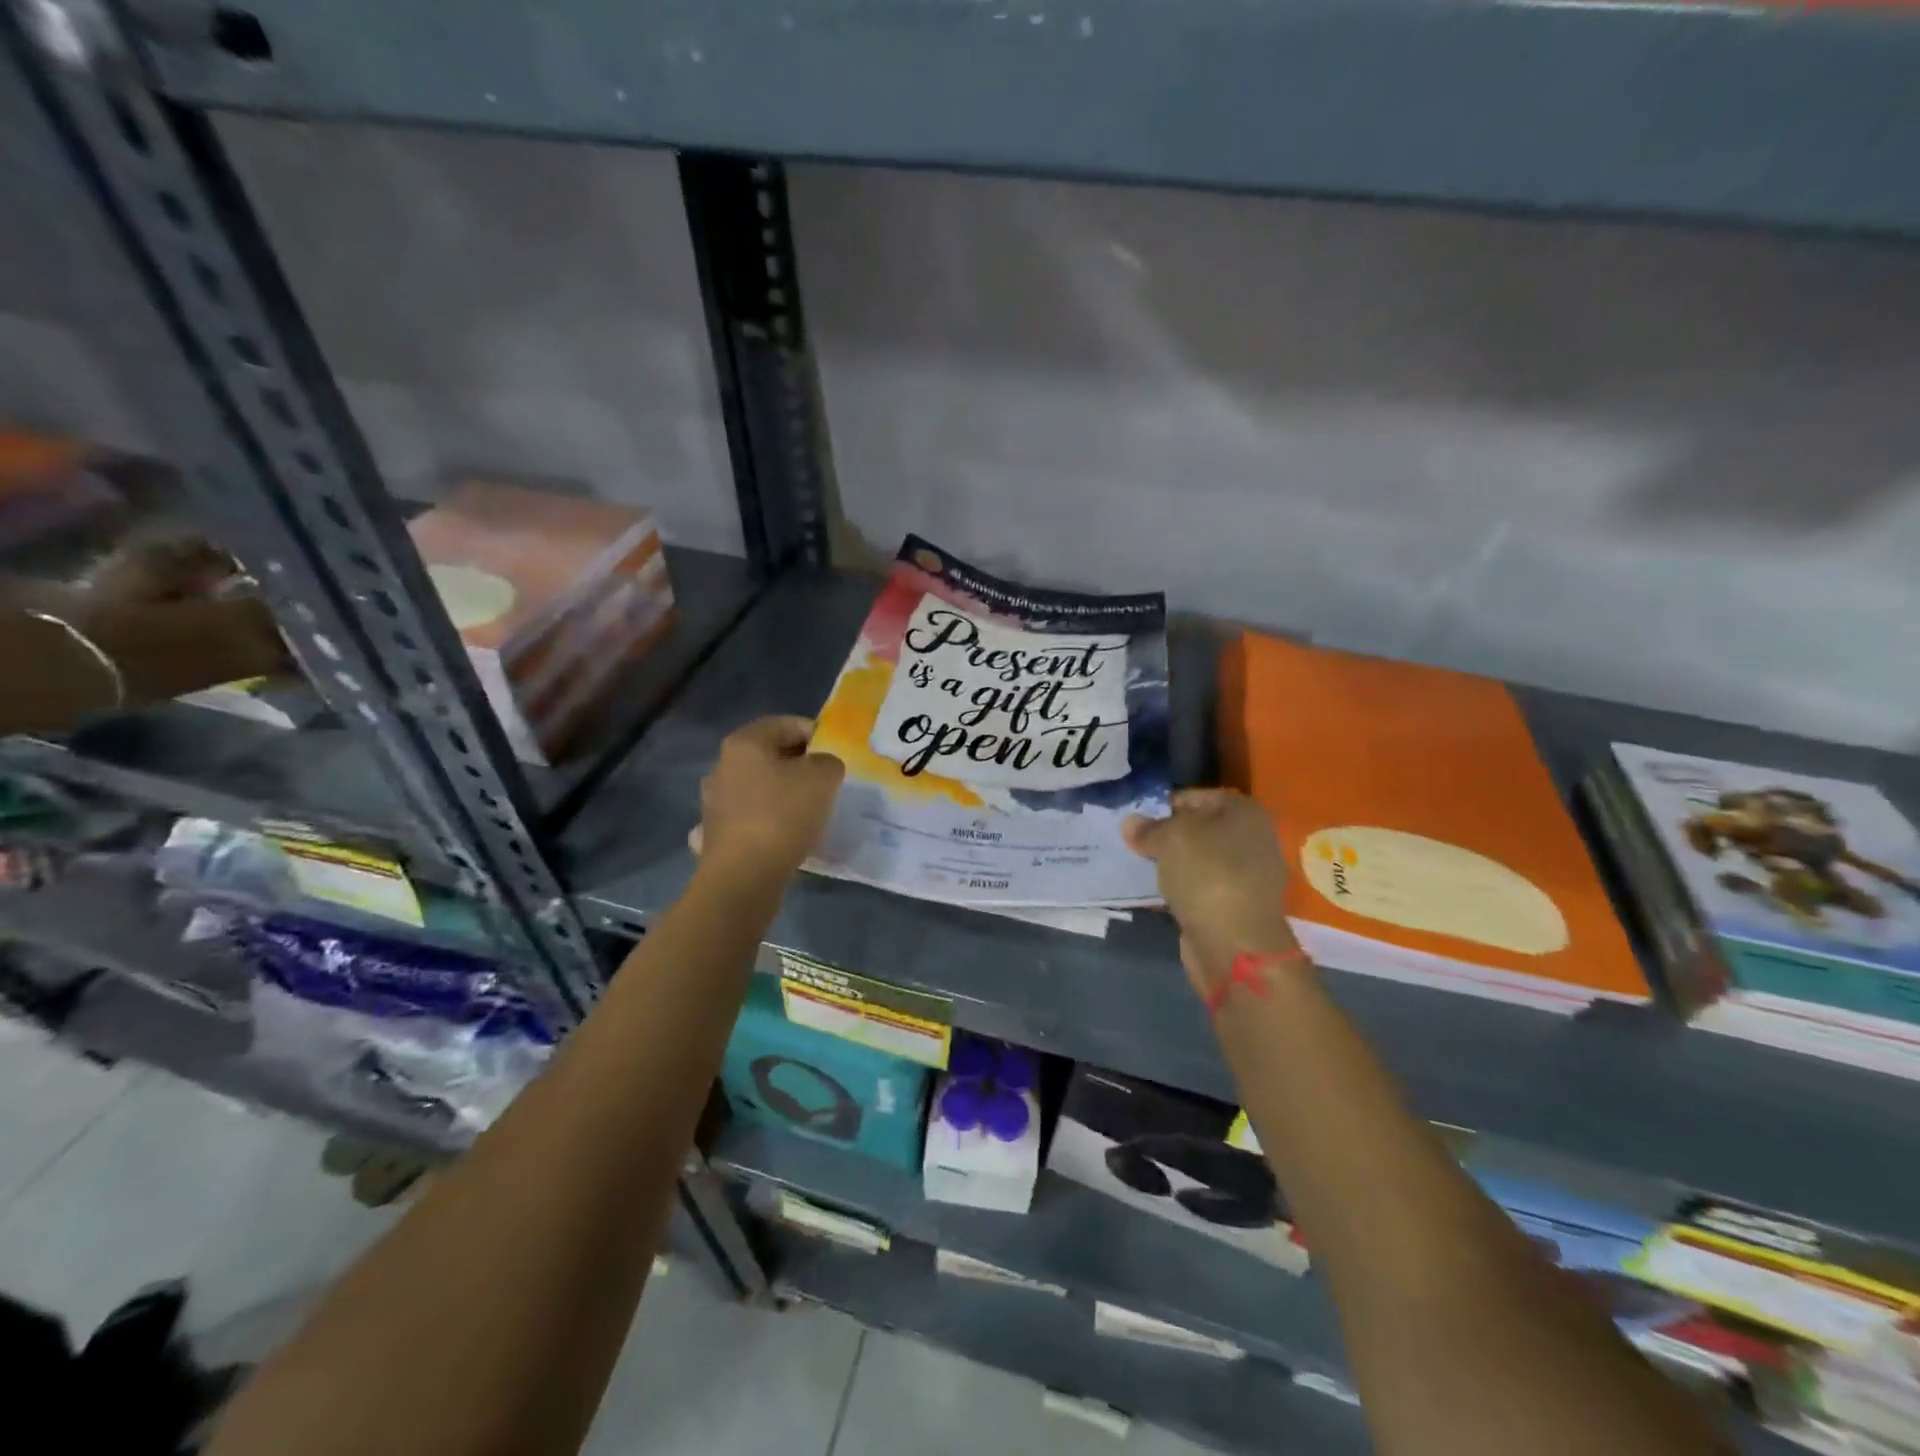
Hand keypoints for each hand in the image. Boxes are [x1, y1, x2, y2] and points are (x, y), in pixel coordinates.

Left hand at [697, 716, 844, 883]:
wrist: (743, 877)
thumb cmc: (782, 815)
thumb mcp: (822, 778)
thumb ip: (828, 762)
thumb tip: (822, 767)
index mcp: (744, 744)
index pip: (783, 724)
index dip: (813, 732)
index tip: (835, 750)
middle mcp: (723, 767)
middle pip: (769, 755)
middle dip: (799, 764)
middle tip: (828, 779)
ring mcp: (716, 802)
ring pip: (760, 787)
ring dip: (784, 793)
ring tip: (813, 808)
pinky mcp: (718, 834)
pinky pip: (753, 817)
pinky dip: (771, 820)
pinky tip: (788, 834)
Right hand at [1124, 789, 1298, 995]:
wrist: (1234, 944)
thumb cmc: (1207, 875)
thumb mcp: (1169, 839)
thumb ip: (1148, 828)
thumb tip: (1131, 823)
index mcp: (1245, 812)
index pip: (1199, 796)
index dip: (1166, 804)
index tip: (1139, 818)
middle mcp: (1253, 838)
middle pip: (1201, 828)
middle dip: (1169, 834)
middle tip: (1135, 842)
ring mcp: (1249, 875)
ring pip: (1201, 860)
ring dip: (1174, 863)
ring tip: (1141, 866)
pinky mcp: (1237, 906)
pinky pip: (1202, 887)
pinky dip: (1182, 888)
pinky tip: (1157, 892)